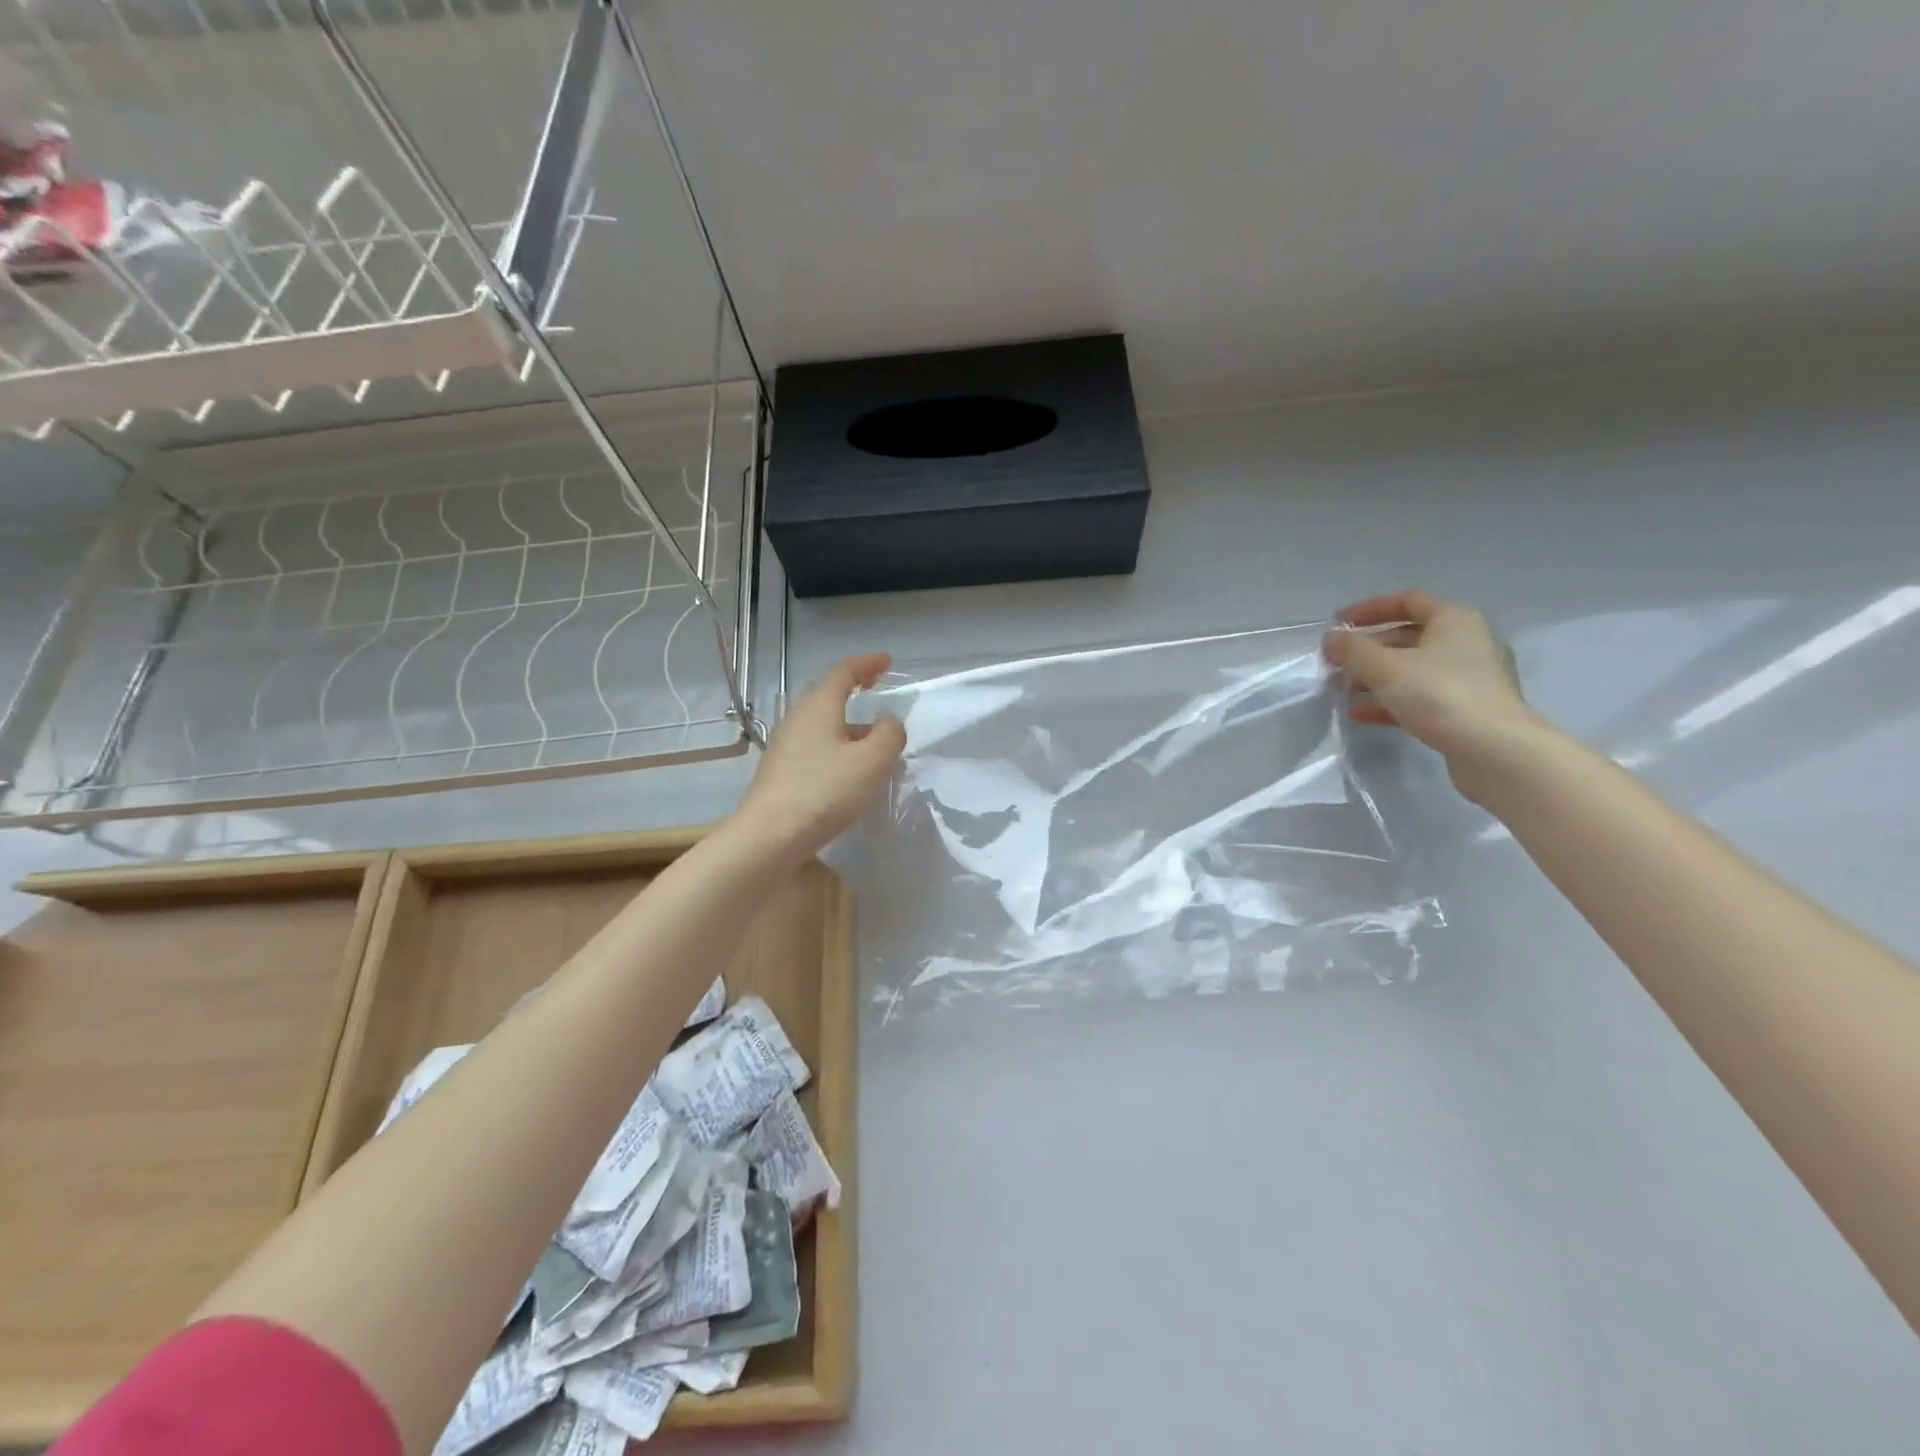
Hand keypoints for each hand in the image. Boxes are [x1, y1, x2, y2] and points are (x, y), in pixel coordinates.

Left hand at [733, 652, 905, 858]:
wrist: (769, 836)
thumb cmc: (824, 791)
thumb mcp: (872, 761)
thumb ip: (889, 735)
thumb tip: (888, 722)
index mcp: (819, 707)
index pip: (843, 672)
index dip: (867, 664)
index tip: (887, 662)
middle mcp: (797, 719)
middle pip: (827, 694)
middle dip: (854, 688)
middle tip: (876, 688)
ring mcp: (784, 746)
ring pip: (821, 723)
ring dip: (848, 723)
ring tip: (872, 739)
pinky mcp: (780, 772)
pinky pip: (814, 746)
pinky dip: (836, 745)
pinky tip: (849, 769)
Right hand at [1323, 590, 1543, 797]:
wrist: (1494, 750)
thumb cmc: (1439, 695)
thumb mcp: (1385, 668)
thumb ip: (1353, 649)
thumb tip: (1332, 638)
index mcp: (1454, 621)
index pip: (1408, 601)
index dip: (1369, 609)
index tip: (1338, 624)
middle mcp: (1467, 642)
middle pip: (1408, 636)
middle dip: (1368, 649)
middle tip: (1336, 663)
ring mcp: (1470, 678)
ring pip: (1412, 669)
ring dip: (1375, 677)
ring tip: (1343, 690)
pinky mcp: (1467, 709)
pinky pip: (1421, 696)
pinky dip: (1391, 701)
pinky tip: (1362, 715)